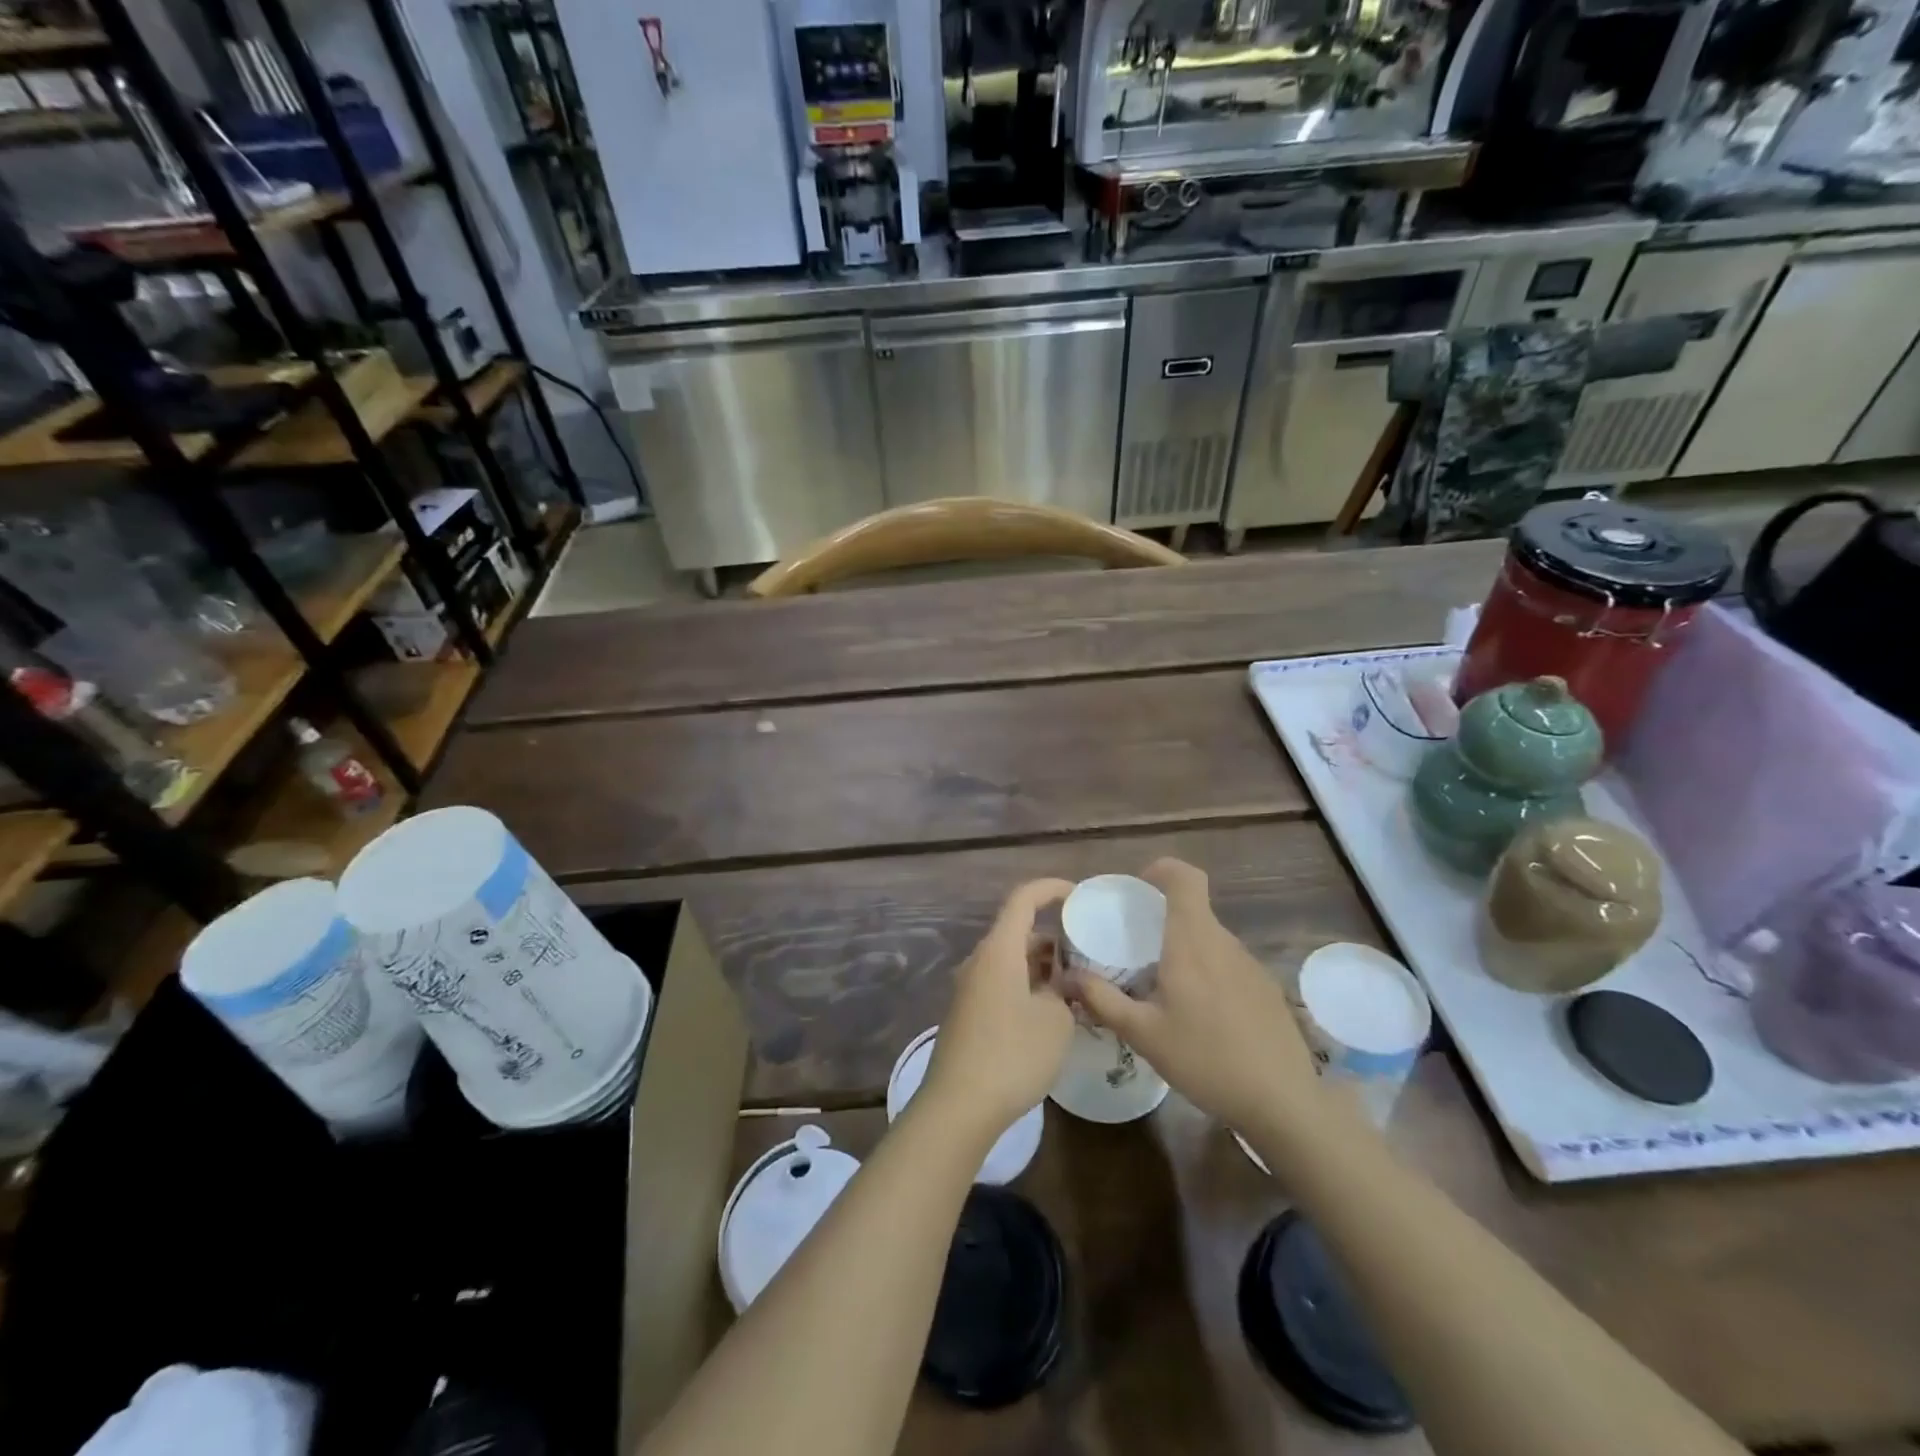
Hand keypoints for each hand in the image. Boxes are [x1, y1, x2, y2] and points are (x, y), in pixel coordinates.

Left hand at [921, 879, 1075, 1141]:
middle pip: (1019, 933)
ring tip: (1079, 988)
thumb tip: (1063, 983)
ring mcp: (971, 988)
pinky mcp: (969, 1014)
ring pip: (1012, 962)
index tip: (1080, 896)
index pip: (1023, 899)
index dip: (1052, 889)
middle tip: (1090, 956)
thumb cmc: (1012, 1054)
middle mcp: (980, 961)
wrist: (959, 1106)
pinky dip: (1029, 987)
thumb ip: (1066, 991)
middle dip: (1055, 939)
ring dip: (1044, 968)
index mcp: (999, 950)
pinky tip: (1054, 1014)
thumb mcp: (1056, 1020)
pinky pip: (1003, 985)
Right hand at [1072, 859, 1325, 1141]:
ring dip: (1185, 949)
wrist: (1282, 1102)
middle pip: (1194, 909)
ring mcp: (1251, 964)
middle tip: (1136, 948)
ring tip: (1164, 988)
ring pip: (1210, 939)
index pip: (1185, 877)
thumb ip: (1102, 999)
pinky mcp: (1266, 988)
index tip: (1138, 888)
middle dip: (1163, 918)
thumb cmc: (1205, 1059)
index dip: (1162, 870)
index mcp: (1192, 941)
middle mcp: (1224, 942)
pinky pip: (1228, 964)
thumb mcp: (1143, 1034)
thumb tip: (1067, 976)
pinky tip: (1201, 1016)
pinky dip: (1207, 972)